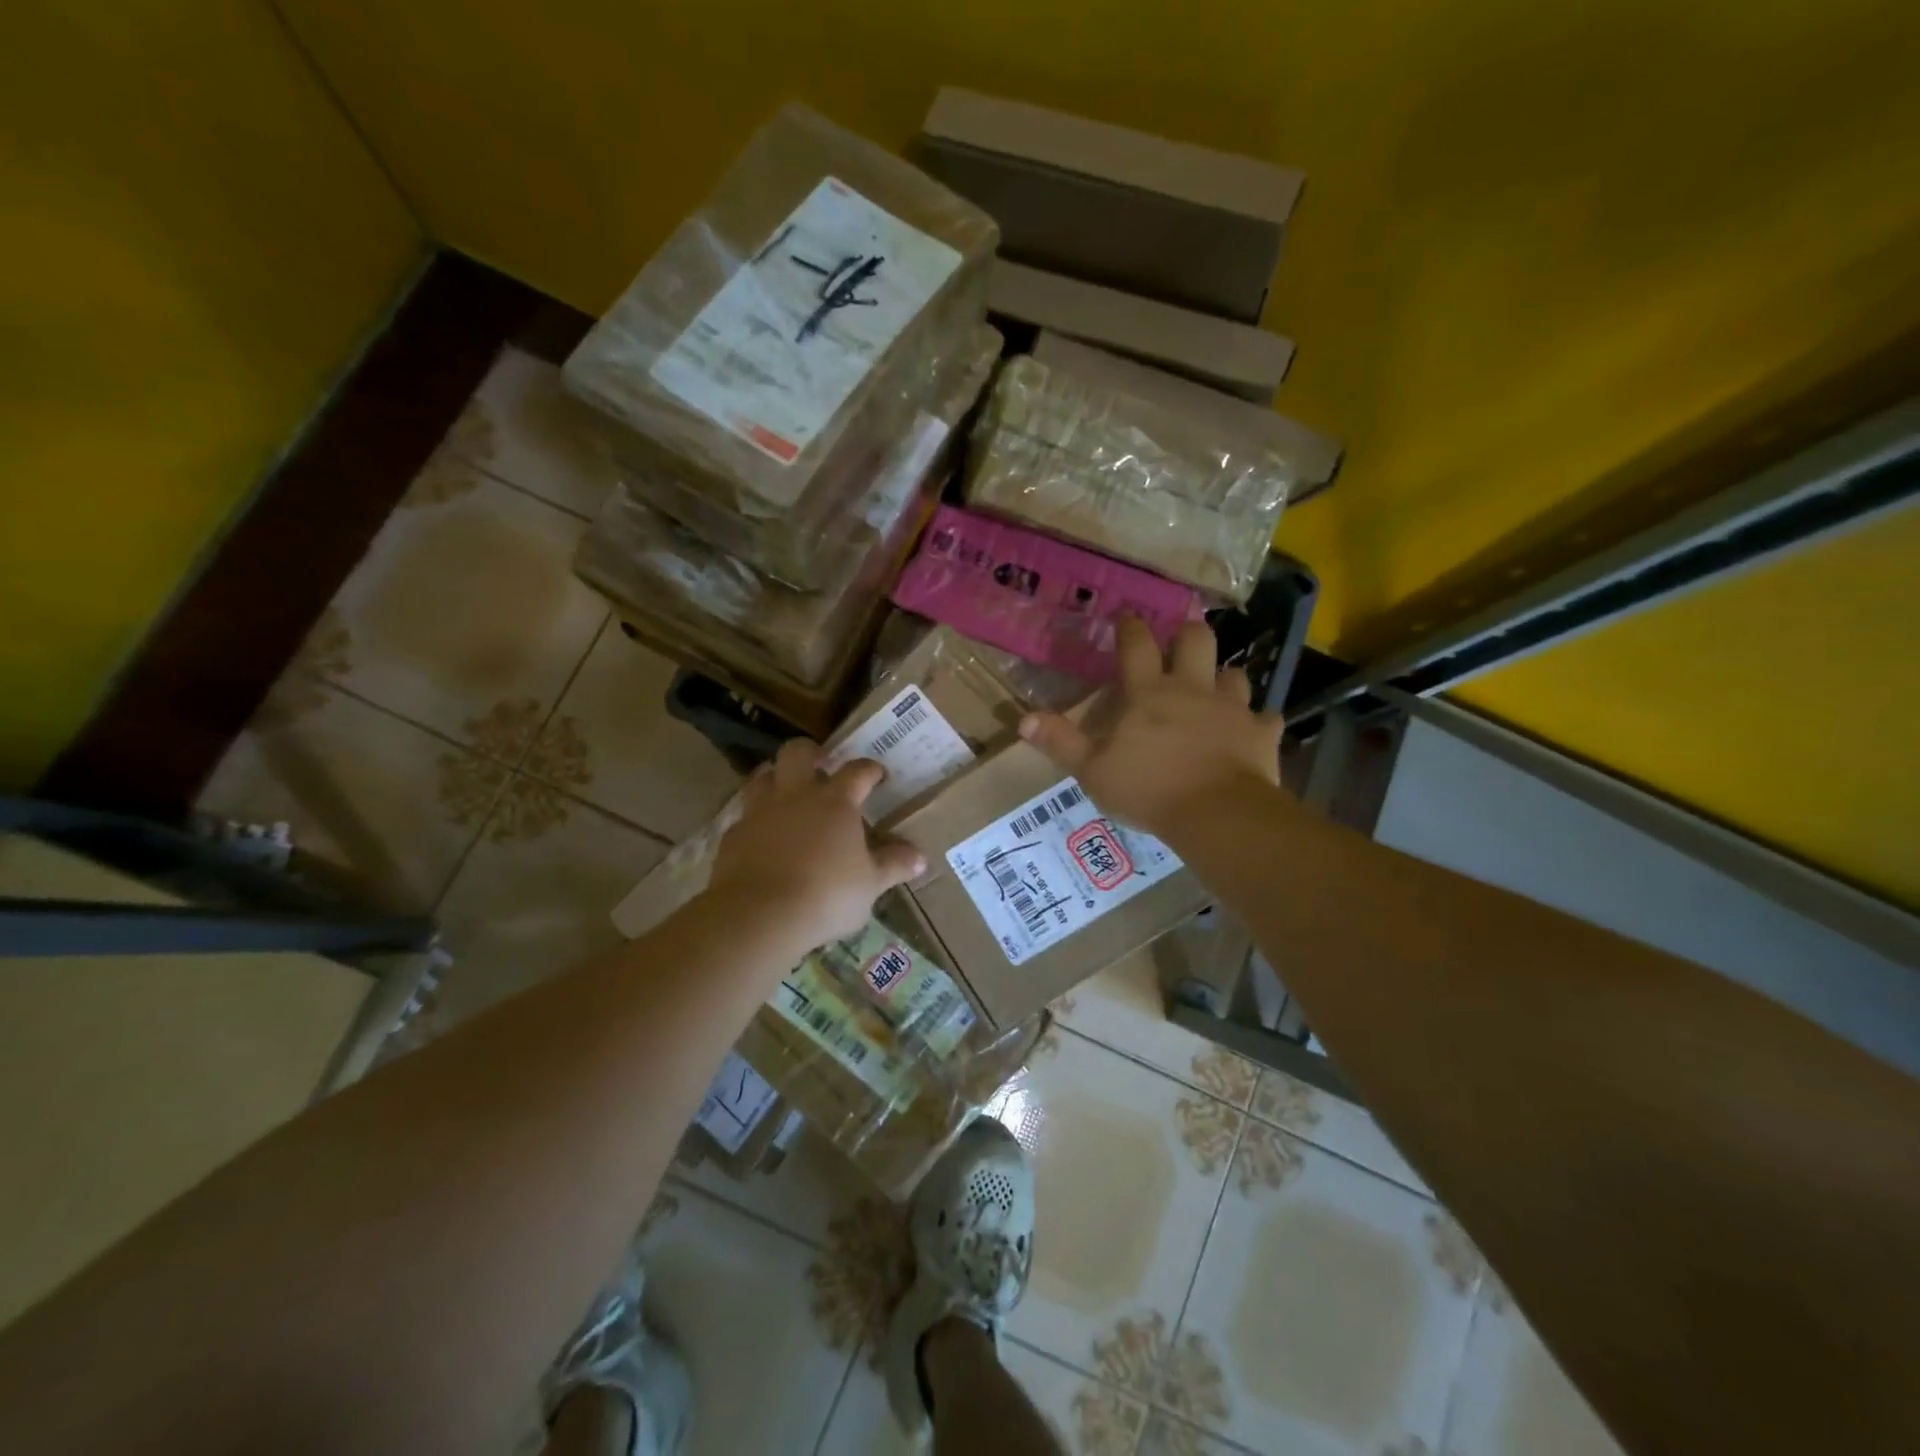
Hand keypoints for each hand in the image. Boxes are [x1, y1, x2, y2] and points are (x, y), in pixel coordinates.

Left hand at [708, 739, 926, 953]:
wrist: (759, 915)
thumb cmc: (827, 895)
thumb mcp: (870, 885)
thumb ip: (893, 866)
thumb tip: (919, 857)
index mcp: (836, 802)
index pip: (858, 771)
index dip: (870, 769)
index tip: (878, 775)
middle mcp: (796, 795)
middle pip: (798, 752)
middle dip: (811, 751)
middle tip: (822, 764)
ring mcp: (760, 811)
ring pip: (763, 775)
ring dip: (776, 777)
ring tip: (786, 792)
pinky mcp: (733, 834)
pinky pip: (745, 815)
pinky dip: (756, 819)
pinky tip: (762, 837)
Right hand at [1020, 617, 1281, 843]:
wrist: (1216, 812)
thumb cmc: (1148, 788)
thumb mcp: (1093, 770)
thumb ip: (1061, 742)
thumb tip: (1023, 719)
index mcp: (1149, 693)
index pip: (1137, 645)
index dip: (1130, 626)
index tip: (1127, 616)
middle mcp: (1192, 689)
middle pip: (1196, 640)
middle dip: (1188, 634)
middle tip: (1180, 641)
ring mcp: (1231, 708)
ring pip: (1234, 674)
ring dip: (1224, 677)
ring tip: (1217, 688)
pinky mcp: (1260, 733)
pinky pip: (1266, 719)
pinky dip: (1258, 723)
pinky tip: (1254, 731)